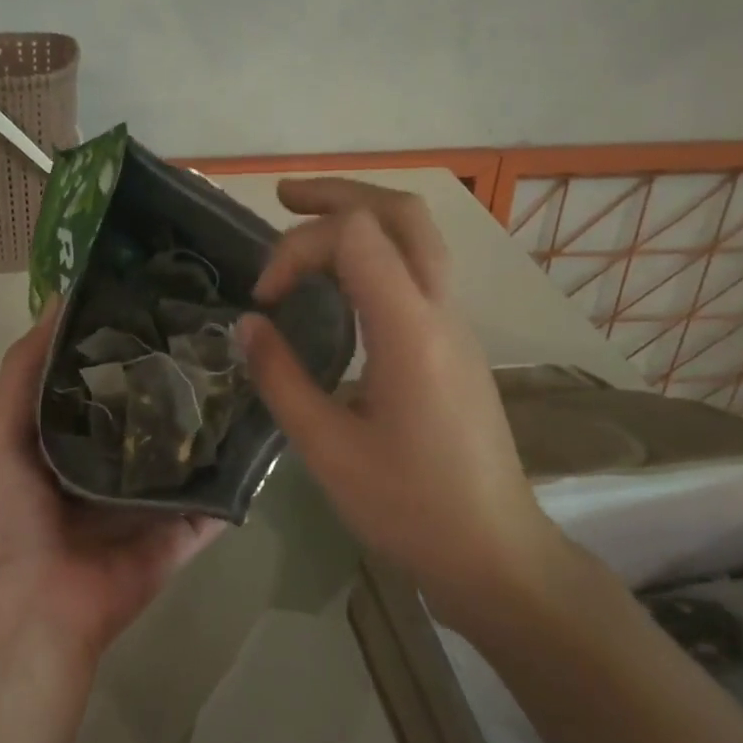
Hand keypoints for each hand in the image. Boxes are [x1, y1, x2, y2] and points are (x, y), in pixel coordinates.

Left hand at [0, 301, 224, 668]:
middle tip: (221, 326)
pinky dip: (238, 475)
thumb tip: (60, 297)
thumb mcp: (1, 431)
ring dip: (213, 419)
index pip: (106, 377)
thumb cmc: (11, 514)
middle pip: (154, 410)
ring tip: (252, 368)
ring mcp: (153, 498)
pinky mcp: (182, 530)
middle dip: (178, 374)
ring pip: (189, 450)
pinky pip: (216, 499)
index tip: (164, 296)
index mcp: (72, 437)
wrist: (36, 608)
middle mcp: (115, 462)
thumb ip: (24, 369)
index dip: (129, 339)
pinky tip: (268, 433)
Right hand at [239, 179, 567, 609]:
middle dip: (339, 192)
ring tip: (306, 222)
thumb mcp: (327, 449)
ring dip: (362, 214)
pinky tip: (342, 278)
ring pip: (418, 235)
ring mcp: (456, 324)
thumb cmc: (408, 507)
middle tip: (283, 197)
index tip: (264, 299)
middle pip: (401, 212)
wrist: (494, 550)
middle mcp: (441, 311)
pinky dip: (377, 249)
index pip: (355, 236)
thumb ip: (282, 378)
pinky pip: (420, 268)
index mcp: (409, 330)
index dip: (297, 248)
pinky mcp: (456, 343)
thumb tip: (248, 325)